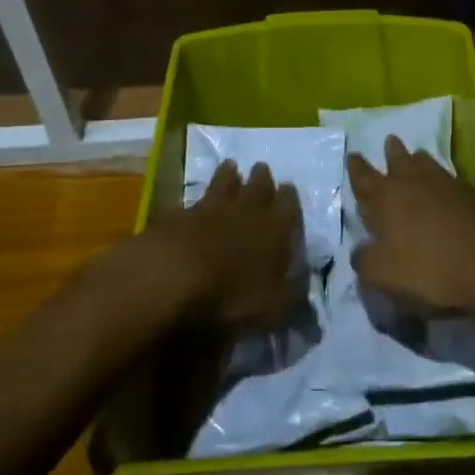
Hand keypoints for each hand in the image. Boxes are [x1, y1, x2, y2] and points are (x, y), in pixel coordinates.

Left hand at [147, 160, 303, 332]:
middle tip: (262, 168)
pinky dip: (198, 199)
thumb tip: (303, 282)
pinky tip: (195, 200)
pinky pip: (193, 200)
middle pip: (258, 186)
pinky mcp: (177, 216)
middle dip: (262, 178)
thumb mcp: (275, 307)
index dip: (289, 197)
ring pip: (224, 184)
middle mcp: (247, 211)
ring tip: (231, 167)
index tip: (289, 188)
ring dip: (229, 175)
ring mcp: (210, 209)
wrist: (172, 279)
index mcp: (276, 228)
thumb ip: (292, 292)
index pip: (288, 205)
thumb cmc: (233, 296)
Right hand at [347, 138, 474, 321]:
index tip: (353, 155)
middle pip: (399, 160)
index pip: (364, 178)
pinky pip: (451, 180)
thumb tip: (360, 251)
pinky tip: (446, 188)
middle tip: (389, 141)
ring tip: (416, 156)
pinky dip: (443, 181)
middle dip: (391, 152)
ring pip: (428, 165)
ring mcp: (449, 185)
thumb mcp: (384, 275)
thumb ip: (365, 261)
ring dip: (418, 159)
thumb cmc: (431, 269)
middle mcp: (415, 183)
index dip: (357, 168)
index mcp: (387, 198)